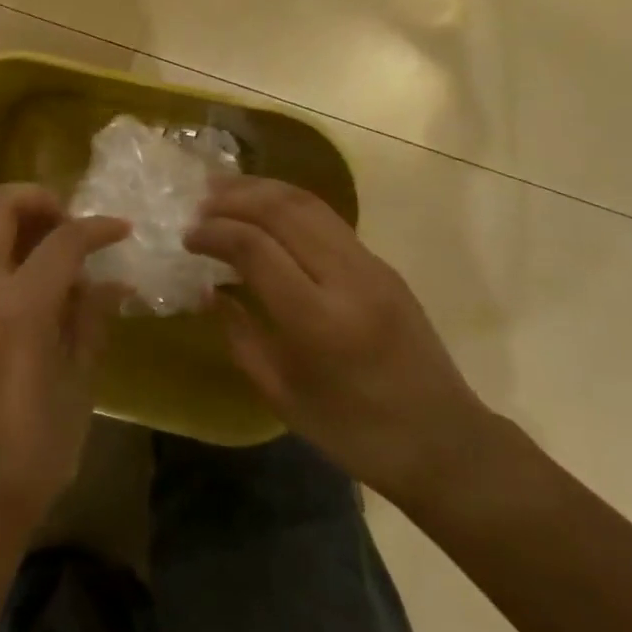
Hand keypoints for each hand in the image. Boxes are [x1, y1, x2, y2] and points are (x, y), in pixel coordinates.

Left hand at [0, 184, 128, 540]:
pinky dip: (15, 259)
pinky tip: (50, 295)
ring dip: (25, 227)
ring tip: (69, 260)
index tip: (124, 229)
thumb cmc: (30, 454)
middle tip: (75, 226)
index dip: (96, 226)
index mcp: (16, 308)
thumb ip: (90, 323)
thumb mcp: (76, 387)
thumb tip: (111, 282)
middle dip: (38, 199)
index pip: (60, 241)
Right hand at [187, 176, 495, 508]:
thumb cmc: (353, 432)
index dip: (214, 233)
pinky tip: (265, 208)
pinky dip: (288, 203)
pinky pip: (328, 218)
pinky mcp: (383, 265)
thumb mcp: (281, 394)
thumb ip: (239, 335)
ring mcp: (371, 266)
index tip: (187, 237)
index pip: (255, 248)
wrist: (444, 443)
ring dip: (261, 189)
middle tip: (198, 202)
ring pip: (309, 203)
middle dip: (234, 197)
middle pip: (283, 211)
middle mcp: (347, 280)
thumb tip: (210, 290)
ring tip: (224, 188)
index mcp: (318, 321)